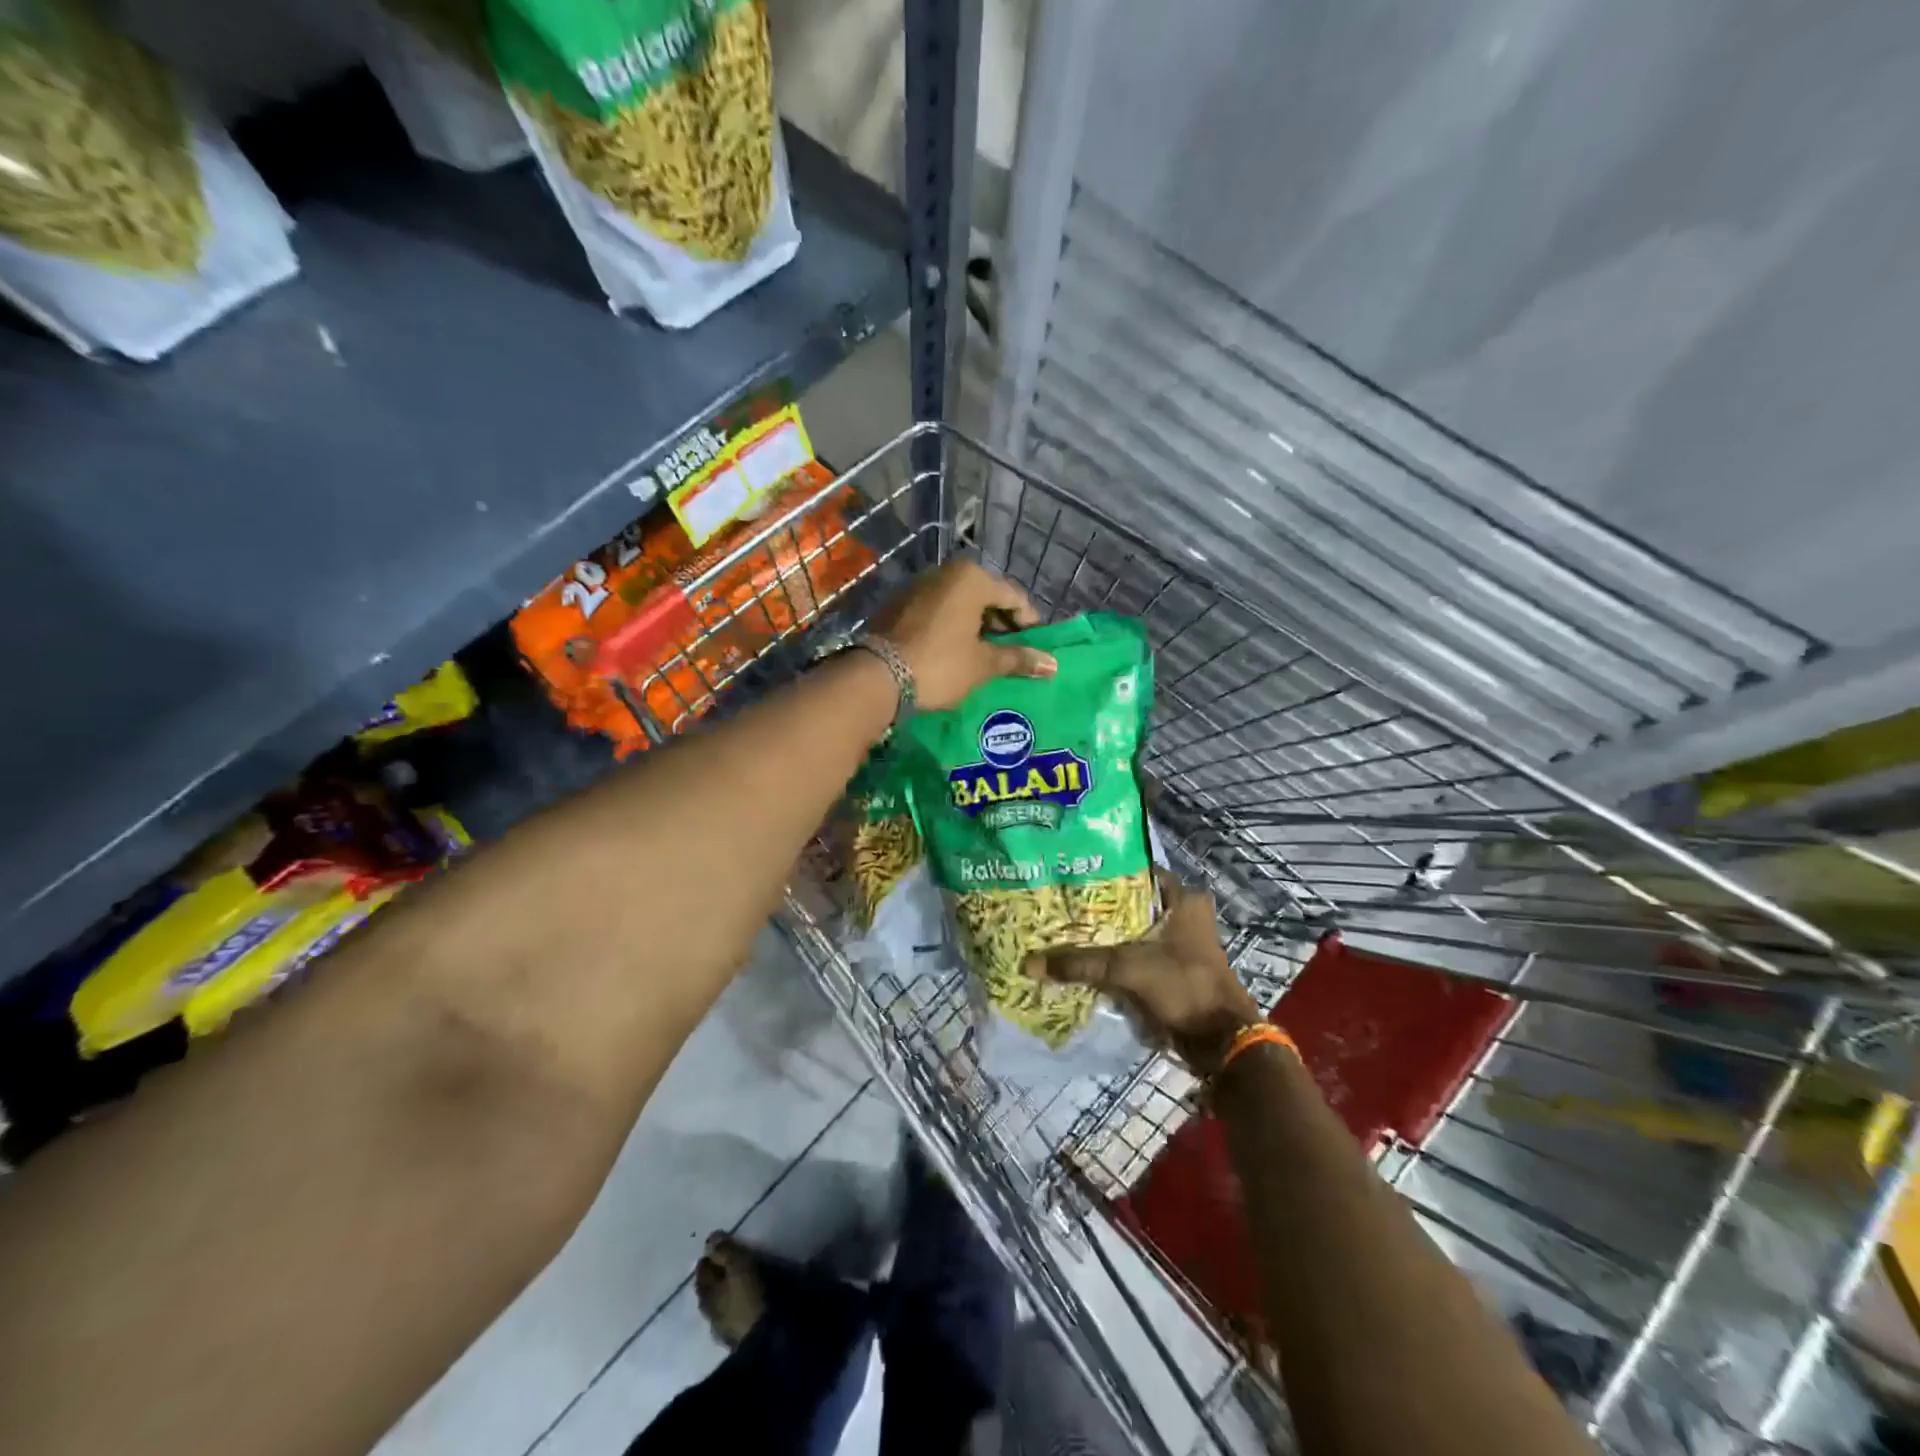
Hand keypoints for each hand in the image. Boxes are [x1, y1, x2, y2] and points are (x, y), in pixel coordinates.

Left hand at [869, 559, 1056, 711]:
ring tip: (985, 655)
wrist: (877, 677)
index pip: (1013, 596)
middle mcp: (944, 572)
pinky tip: (955, 651)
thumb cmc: (940, 665)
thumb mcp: (983, 664)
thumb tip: (1053, 665)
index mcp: (971, 578)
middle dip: (1000, 624)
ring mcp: (917, 586)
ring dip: (975, 626)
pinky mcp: (898, 604)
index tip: (1035, 647)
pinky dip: (951, 627)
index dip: (1029, 623)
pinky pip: (936, 611)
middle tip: (1011, 653)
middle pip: (985, 596)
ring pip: (959, 603)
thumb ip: (1018, 659)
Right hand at [1025, 873, 1260, 1073]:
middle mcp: (1186, 913)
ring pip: (1135, 929)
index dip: (1104, 871)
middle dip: (1100, 906)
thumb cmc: (1183, 987)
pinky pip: (1139, 952)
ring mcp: (1183, 941)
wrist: (1221, 1041)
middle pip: (1133, 902)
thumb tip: (1029, 964)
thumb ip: (1080, 963)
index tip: (1070, 874)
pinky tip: (1086, 957)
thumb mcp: (1127, 969)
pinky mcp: (1176, 967)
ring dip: (1108, 933)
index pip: (1136, 870)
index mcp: (1184, 898)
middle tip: (1061, 904)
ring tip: (1066, 928)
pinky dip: (1117, 955)